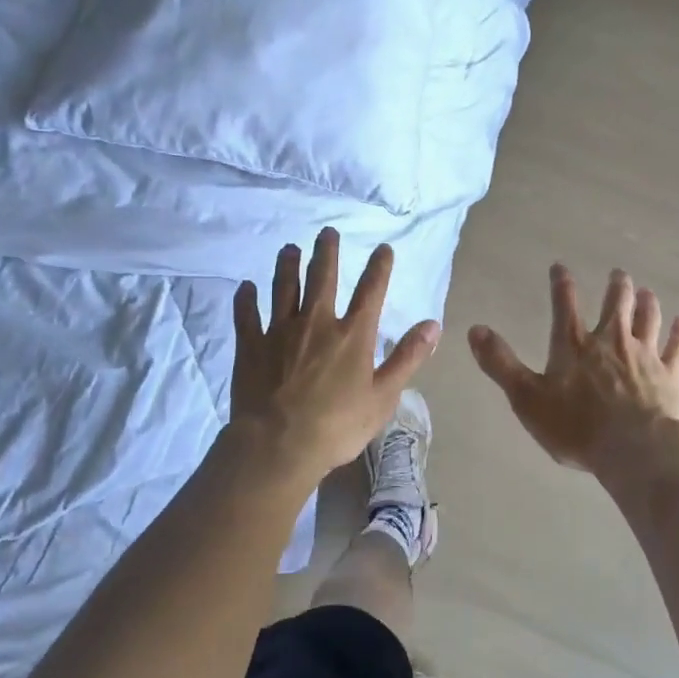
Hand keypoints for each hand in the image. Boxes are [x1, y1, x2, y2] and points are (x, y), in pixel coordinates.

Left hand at [230, 228, 439, 481]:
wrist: (277, 445)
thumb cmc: (336, 426)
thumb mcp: (383, 396)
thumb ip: (407, 357)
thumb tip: (433, 324)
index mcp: (352, 335)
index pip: (371, 291)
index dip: (379, 267)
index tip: (383, 248)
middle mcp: (317, 323)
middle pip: (322, 278)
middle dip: (327, 252)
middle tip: (327, 232)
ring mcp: (280, 331)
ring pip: (284, 288)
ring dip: (287, 265)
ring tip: (289, 248)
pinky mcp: (251, 346)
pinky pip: (247, 315)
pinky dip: (246, 299)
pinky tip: (245, 287)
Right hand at [467, 264, 678, 481]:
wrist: (634, 449)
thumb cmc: (576, 426)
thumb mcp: (526, 397)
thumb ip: (501, 363)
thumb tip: (475, 329)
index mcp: (574, 345)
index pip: (564, 305)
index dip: (561, 284)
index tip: (560, 267)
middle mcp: (611, 341)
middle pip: (616, 304)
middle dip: (616, 286)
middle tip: (618, 273)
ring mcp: (644, 356)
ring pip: (648, 319)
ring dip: (646, 303)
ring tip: (645, 291)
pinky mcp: (670, 375)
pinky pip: (677, 348)